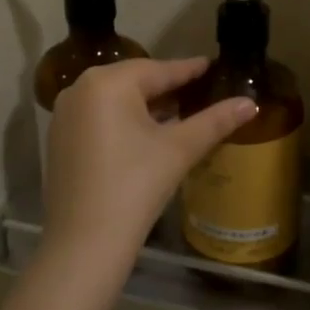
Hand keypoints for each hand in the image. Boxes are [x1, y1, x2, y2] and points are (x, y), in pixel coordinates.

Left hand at [43, 57, 256, 267]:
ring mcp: (65, 114)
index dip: (188, 70)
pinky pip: (98, 116)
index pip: (158, 70)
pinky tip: (145, 133)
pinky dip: (123, 119)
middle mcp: (80, 88)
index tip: (210, 65)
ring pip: (115, 99)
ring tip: (178, 109)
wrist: (84, 244)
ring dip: (145, 104)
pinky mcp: (59, 139)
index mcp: (107, 82)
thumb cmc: (134, 186)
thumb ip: (215, 121)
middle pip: (134, 81)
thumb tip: (250, 103)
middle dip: (166, 86)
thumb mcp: (179, 149)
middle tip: (198, 89)